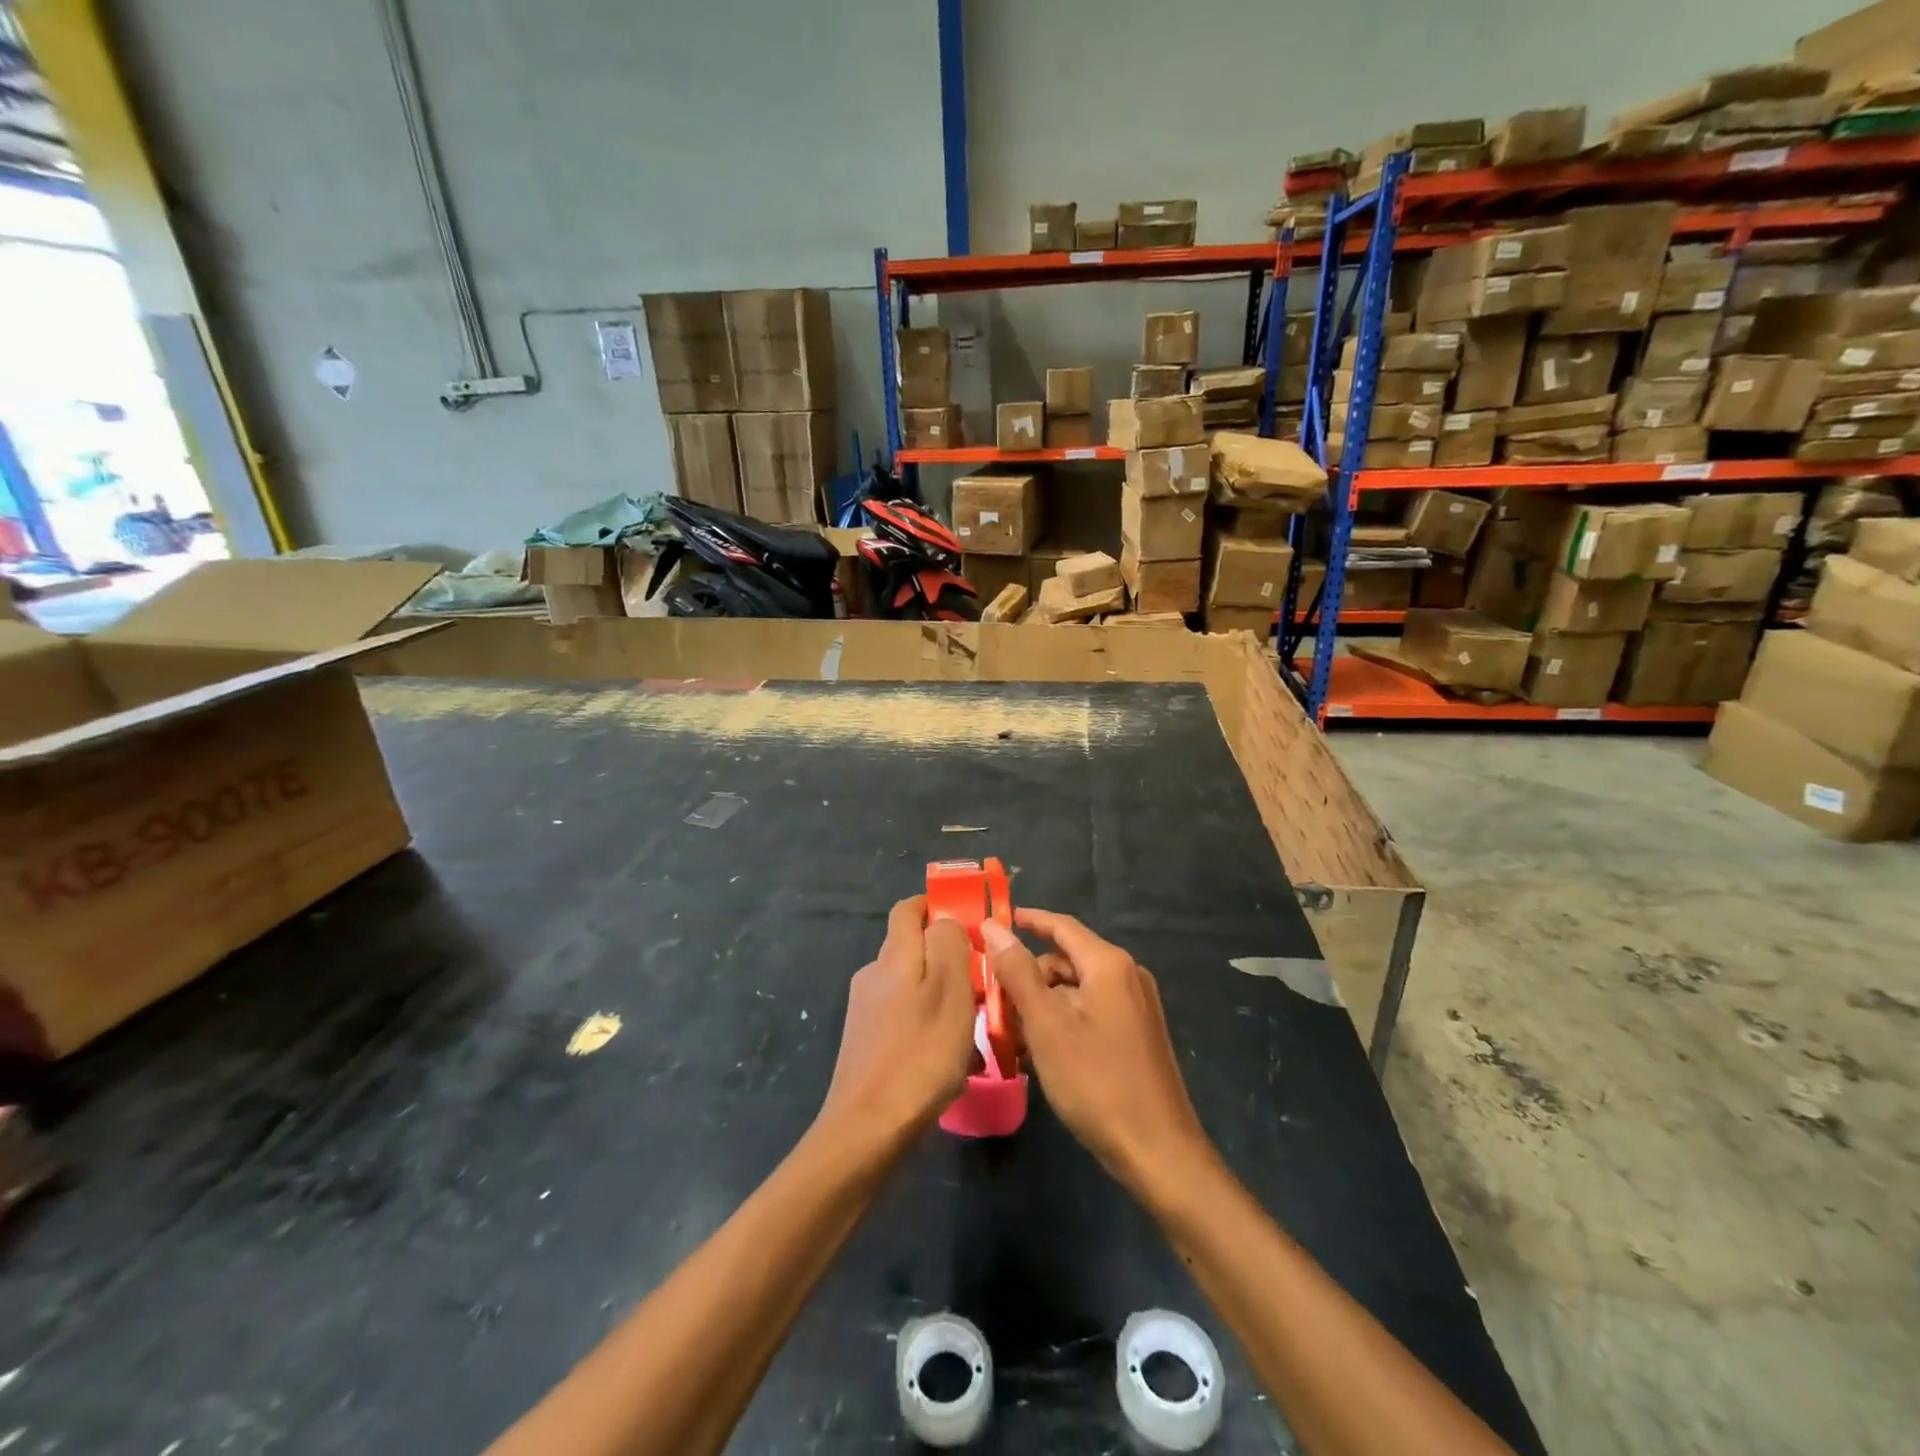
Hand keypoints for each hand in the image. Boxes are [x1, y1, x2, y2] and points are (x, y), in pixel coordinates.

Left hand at [818, 897, 976, 1151]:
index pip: (908, 909)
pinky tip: (948, 1057)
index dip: (935, 906)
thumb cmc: (921, 1053)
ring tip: (972, 1028)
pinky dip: (927, 1023)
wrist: (868, 1127)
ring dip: (940, 995)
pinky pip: (903, 1016)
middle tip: (980, 982)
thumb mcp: (950, 991)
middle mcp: (874, 973)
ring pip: (911, 985)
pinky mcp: (864, 1040)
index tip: (967, 920)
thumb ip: (949, 944)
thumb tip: (944, 920)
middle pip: (912, 948)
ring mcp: (865, 1008)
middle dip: (946, 957)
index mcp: (895, 955)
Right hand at [984, 910, 1214, 1195]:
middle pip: (1066, 959)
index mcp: (1108, 964)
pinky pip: (1090, 1012)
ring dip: (1041, 1004)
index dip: (1026, 920)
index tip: (993, 923)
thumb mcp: (1047, 1025)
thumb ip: (1018, 972)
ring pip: (1075, 989)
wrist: (1158, 1152)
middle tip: (992, 1000)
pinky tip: (1039, 1053)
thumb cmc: (1096, 1081)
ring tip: (1010, 1034)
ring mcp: (1135, 1006)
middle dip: (1028, 975)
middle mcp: (1126, 975)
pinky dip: (1062, 1022)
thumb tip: (994, 928)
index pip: (1061, 925)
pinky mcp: (1136, 1034)